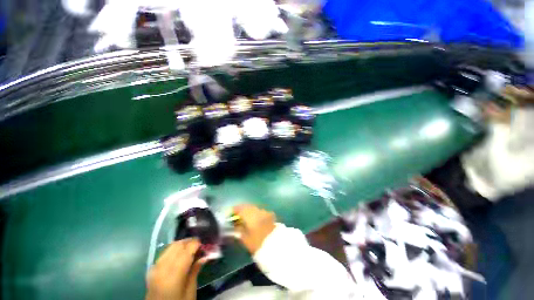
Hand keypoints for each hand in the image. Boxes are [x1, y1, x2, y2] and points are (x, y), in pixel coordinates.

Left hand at [146, 238, 205, 299]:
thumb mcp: (190, 292)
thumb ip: (195, 271)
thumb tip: (204, 256)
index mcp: (174, 274)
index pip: (187, 250)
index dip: (196, 244)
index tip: (204, 244)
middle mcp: (163, 268)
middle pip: (178, 245)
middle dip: (189, 242)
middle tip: (198, 245)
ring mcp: (155, 268)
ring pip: (170, 247)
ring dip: (181, 244)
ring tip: (190, 248)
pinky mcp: (152, 270)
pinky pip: (164, 253)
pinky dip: (173, 249)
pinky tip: (179, 254)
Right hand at [233, 204, 275, 253]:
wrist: (276, 246)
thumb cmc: (258, 244)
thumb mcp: (245, 239)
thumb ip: (239, 230)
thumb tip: (235, 225)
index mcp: (250, 215)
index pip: (241, 209)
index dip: (235, 209)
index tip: (230, 212)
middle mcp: (258, 211)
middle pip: (248, 207)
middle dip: (242, 209)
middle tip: (237, 214)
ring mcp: (265, 212)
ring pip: (255, 208)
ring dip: (249, 210)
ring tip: (245, 217)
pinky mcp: (271, 215)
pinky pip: (261, 211)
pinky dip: (256, 213)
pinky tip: (255, 219)